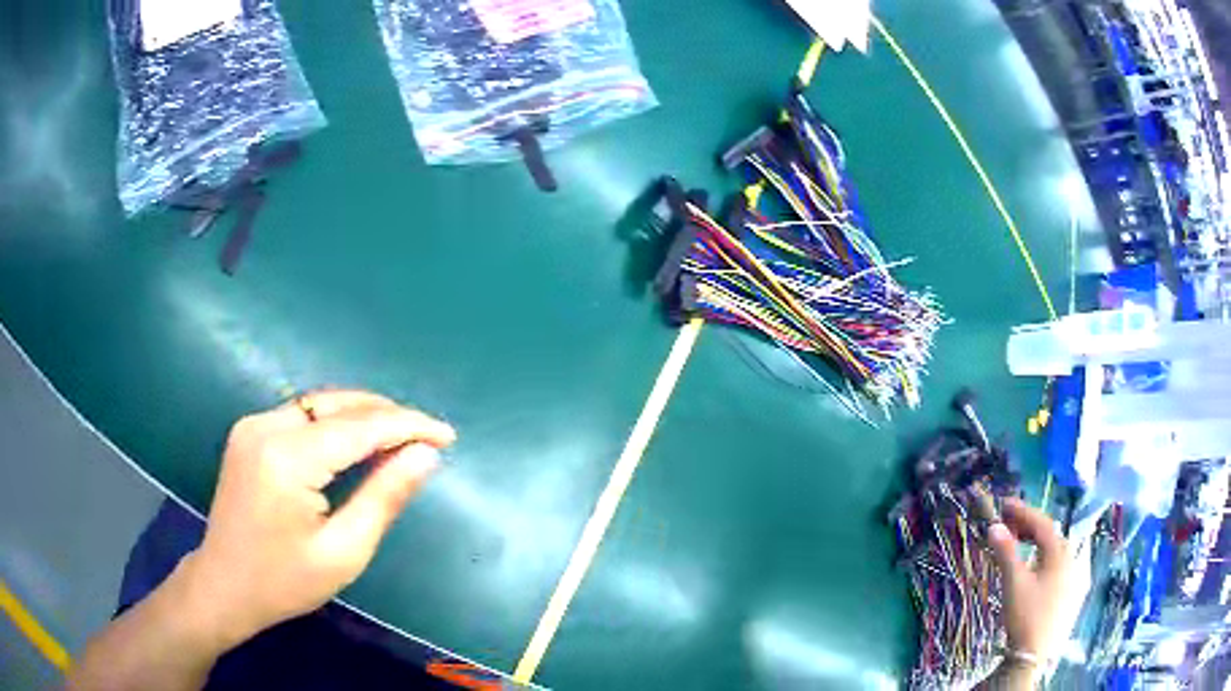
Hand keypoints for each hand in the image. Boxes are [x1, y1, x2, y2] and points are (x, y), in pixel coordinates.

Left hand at [179, 390, 455, 648]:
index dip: (408, 425)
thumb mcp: (344, 551)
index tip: (447, 435)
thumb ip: (384, 497)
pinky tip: (357, 441)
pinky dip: (337, 422)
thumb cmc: (284, 581)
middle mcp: (266, 426)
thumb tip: (425, 454)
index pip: (360, 427)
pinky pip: (303, 415)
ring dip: (364, 415)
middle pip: (339, 404)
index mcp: (287, 458)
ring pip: (321, 404)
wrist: (224, 586)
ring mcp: (253, 424)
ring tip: (402, 438)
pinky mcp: (250, 431)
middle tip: (428, 437)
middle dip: (388, 414)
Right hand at [985, 498, 1070, 685]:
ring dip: (1037, 542)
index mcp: (1060, 551)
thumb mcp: (1013, 584)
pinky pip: (1060, 563)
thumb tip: (994, 526)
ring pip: (1056, 549)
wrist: (1035, 656)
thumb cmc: (1025, 616)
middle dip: (1029, 526)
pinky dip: (1045, 557)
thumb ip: (1006, 552)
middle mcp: (1073, 557)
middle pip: (1051, 534)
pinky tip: (1035, 566)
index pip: (1042, 522)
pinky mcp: (1074, 591)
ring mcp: (1076, 574)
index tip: (1003, 504)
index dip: (1022, 511)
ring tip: (1018, 543)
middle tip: (1007, 524)